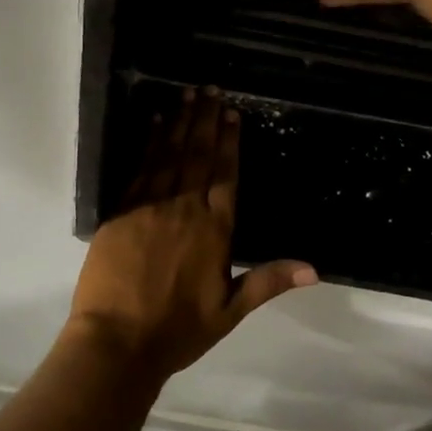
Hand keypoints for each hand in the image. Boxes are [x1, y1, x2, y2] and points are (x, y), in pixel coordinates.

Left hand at [68, 90, 316, 381]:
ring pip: (170, 154)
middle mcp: (185, 208)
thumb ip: (268, 282)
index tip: (231, 113)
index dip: (229, 141)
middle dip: (205, 120)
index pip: (226, 174)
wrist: (117, 341)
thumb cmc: (178, 330)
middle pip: (198, 155)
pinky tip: (155, 123)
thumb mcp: (230, 311)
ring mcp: (151, 206)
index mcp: (214, 230)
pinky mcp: (122, 210)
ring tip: (186, 95)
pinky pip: (140, 167)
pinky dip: (149, 142)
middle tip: (209, 89)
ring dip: (179, 122)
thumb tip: (315, 269)